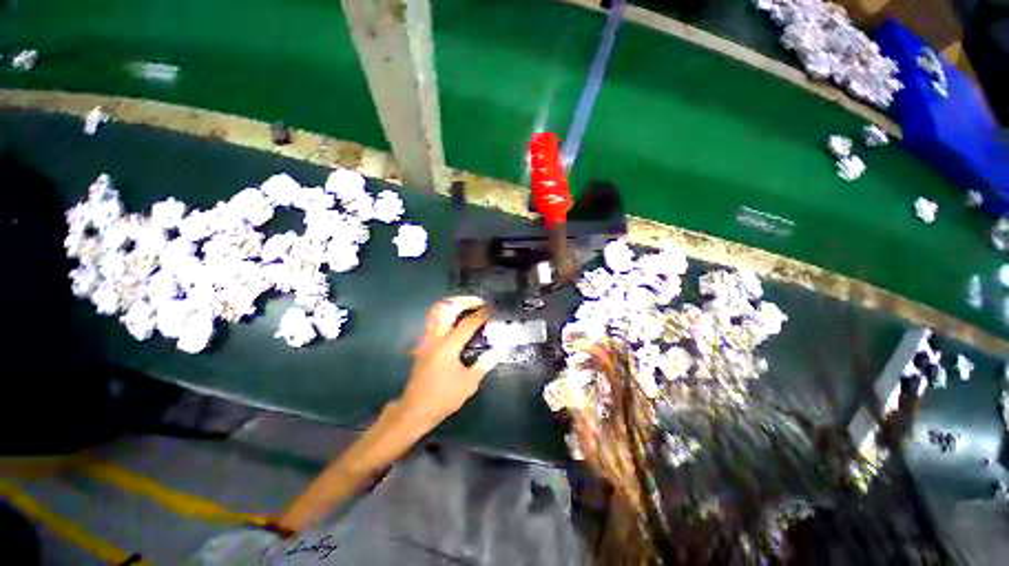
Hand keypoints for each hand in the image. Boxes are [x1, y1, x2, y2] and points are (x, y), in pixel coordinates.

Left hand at [399, 296, 503, 427]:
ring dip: (452, 305)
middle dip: (463, 301)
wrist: (415, 409)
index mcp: (449, 346)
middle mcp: (436, 338)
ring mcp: (427, 340)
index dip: (481, 314)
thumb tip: (498, 350)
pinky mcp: (423, 345)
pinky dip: (445, 314)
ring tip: (467, 306)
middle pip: (447, 309)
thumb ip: (484, 364)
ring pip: (436, 312)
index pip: (468, 323)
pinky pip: (433, 321)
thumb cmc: (443, 397)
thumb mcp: (468, 383)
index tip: (492, 308)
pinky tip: (455, 321)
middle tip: (478, 301)